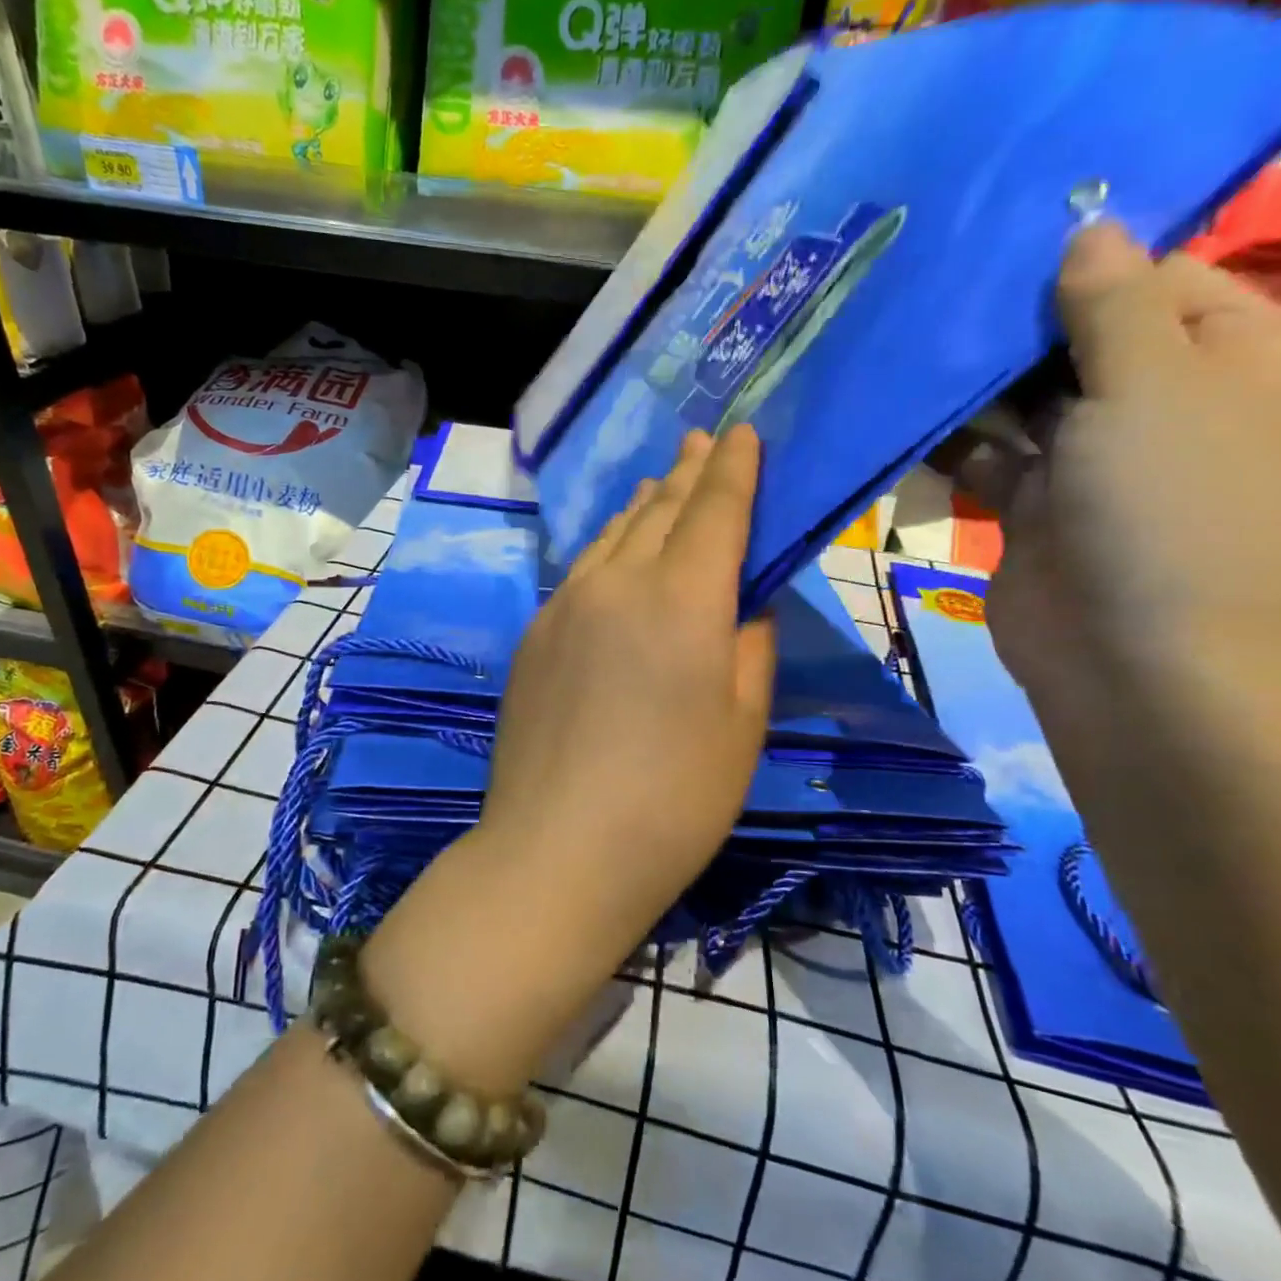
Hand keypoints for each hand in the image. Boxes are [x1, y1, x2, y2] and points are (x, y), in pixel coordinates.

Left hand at [481, 424, 777, 922]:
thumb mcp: (742, 725)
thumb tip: (740, 604)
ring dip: (645, 504)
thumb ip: (748, 647)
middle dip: (689, 472)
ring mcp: (564, 605)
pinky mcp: (532, 634)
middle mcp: (618, 583)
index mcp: (682, 600)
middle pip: (660, 509)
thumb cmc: (674, 800)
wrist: (558, 848)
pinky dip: (609, 547)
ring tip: (662, 482)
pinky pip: (581, 570)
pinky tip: (615, 552)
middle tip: (705, 441)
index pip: (715, 509)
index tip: (743, 431)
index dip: (734, 467)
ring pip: (613, 535)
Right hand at [954, 221, 1280, 709]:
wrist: (1128, 659)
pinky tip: (910, 416)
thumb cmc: (1165, 506)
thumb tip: (1088, 225)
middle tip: (945, 292)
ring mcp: (1102, 460)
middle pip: (1089, 339)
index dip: (1089, 264)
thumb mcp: (1150, 385)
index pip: (1165, 279)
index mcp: (1245, 359)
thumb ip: (1112, 304)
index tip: (1005, 247)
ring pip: (1032, 399)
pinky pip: (995, 454)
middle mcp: (1177, 404)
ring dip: (980, 383)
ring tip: (915, 344)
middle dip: (1021, 326)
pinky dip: (958, 440)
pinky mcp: (1040, 505)